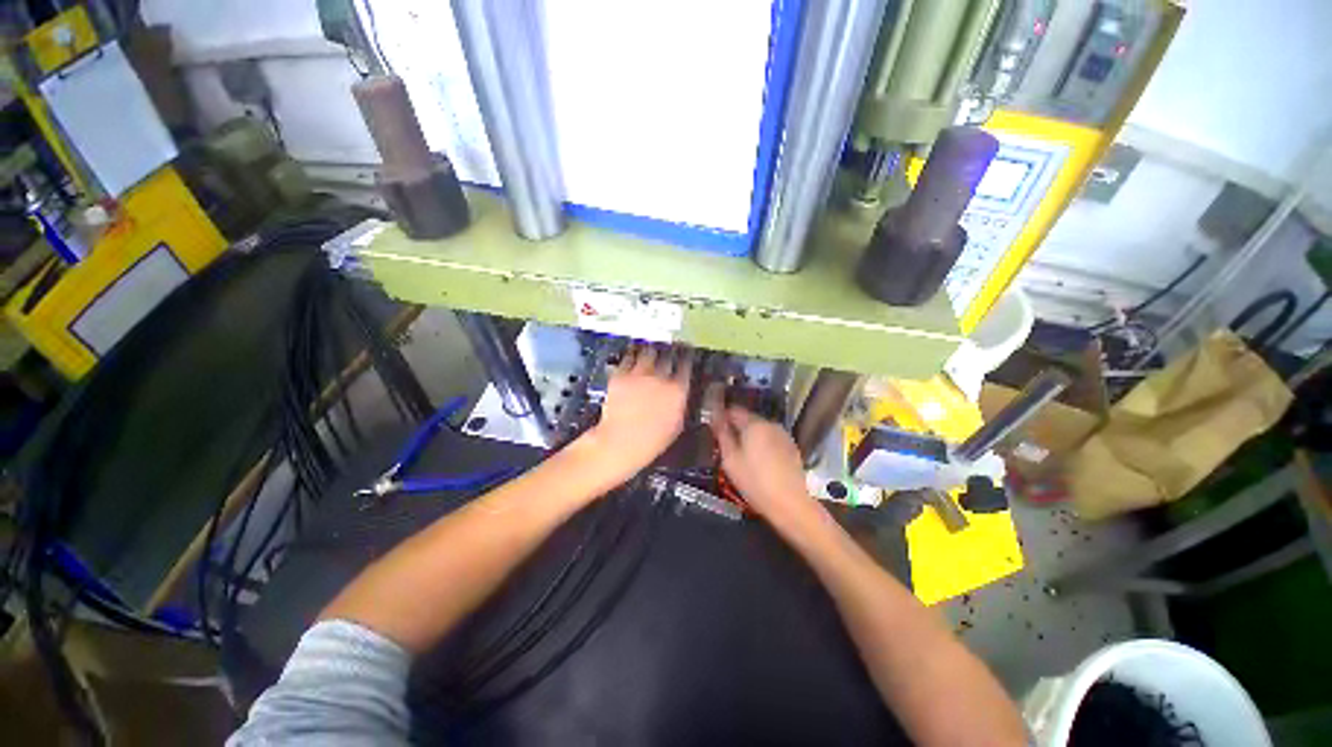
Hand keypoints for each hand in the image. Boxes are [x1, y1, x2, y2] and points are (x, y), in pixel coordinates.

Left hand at [584, 344, 693, 480]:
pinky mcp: (620, 375)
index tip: (685, 361)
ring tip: (651, 352)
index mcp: (678, 391)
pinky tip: (632, 357)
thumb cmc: (651, 441)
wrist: (620, 442)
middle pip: (668, 357)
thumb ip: (680, 405)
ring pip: (648, 353)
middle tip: (668, 355)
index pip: (686, 368)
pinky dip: (631, 357)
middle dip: (669, 356)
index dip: (686, 362)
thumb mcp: (676, 425)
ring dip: (651, 353)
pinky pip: (627, 359)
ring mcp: (640, 374)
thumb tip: (681, 396)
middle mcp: (661, 378)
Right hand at [707, 385, 820, 530]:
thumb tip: (715, 419)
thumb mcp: (730, 460)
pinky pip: (771, 439)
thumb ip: (722, 435)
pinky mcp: (791, 447)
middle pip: (748, 419)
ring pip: (760, 430)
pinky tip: (760, 462)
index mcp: (753, 424)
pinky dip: (763, 445)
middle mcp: (770, 424)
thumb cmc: (755, 482)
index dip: (721, 416)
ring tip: (742, 455)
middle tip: (726, 444)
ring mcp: (783, 435)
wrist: (790, 504)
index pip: (733, 410)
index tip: (714, 426)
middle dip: (736, 428)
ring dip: (750, 436)